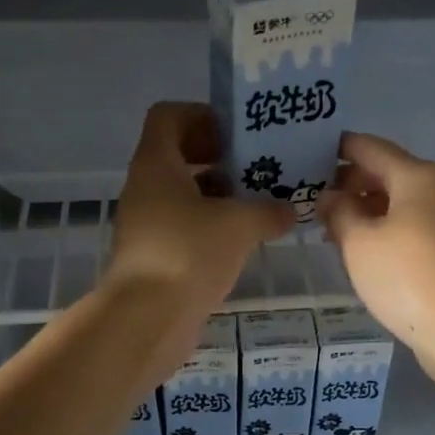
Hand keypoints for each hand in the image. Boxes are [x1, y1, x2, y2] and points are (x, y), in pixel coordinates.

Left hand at [105, 103, 293, 383]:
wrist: (147, 319)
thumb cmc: (189, 254)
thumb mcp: (240, 224)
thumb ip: (269, 210)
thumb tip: (289, 210)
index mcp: (157, 165)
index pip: (169, 117)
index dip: (202, 116)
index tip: (238, 132)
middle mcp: (146, 188)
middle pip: (180, 156)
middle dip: (221, 158)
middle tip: (260, 167)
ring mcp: (147, 224)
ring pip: (185, 195)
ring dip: (221, 195)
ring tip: (261, 203)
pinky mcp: (156, 256)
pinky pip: (186, 227)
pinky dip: (213, 226)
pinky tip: (245, 240)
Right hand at [320, 132, 434, 393]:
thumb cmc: (403, 274)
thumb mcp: (358, 240)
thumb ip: (338, 211)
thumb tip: (330, 197)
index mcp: (415, 175)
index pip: (369, 148)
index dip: (337, 149)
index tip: (307, 155)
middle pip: (385, 172)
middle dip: (349, 182)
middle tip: (312, 196)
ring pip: (396, 201)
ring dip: (363, 208)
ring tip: (327, 224)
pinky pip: (406, 225)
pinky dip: (380, 228)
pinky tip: (356, 246)